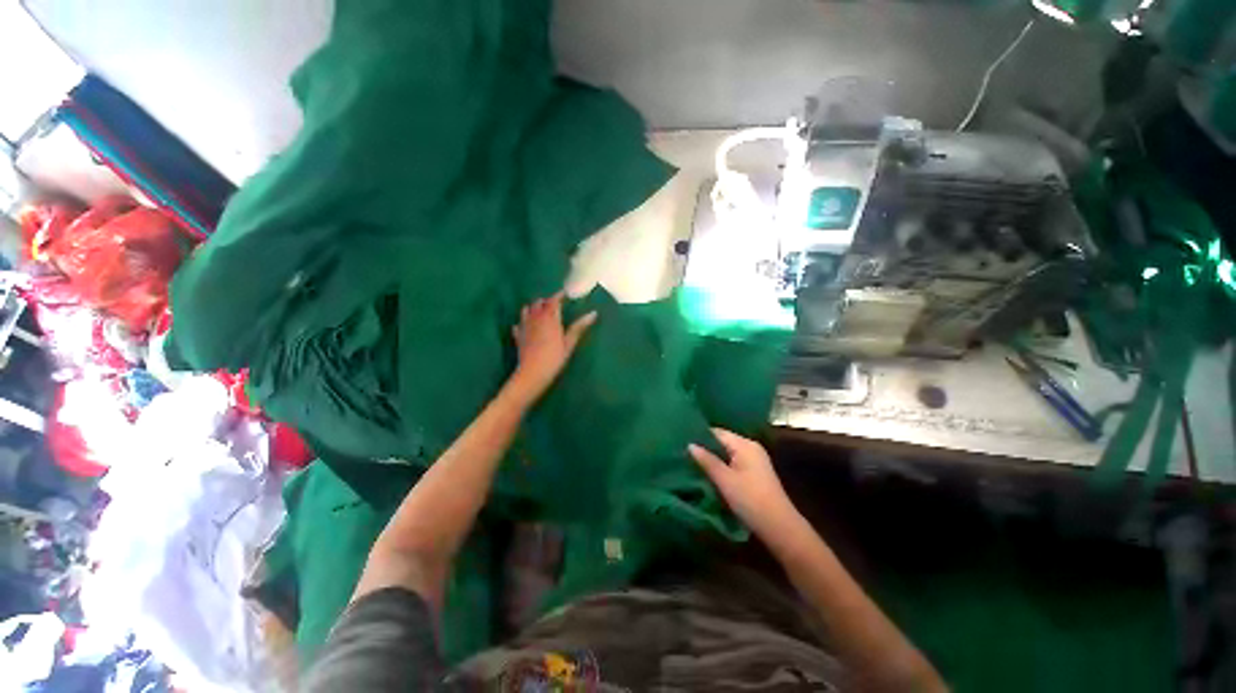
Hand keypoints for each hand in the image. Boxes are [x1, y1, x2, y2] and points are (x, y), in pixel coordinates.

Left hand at [510, 292, 596, 401]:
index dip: (559, 295)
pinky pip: (519, 324)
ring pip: (526, 310)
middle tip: (555, 305)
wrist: (532, 373)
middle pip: (539, 303)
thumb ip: (579, 327)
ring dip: (534, 308)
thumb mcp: (569, 343)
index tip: (566, 293)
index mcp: (549, 318)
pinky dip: (523, 322)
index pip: (553, 301)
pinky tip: (527, 327)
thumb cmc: (554, 358)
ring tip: (541, 312)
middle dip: (547, 301)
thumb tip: (593, 313)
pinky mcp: (518, 336)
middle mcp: (535, 318)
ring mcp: (525, 326)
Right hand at [689, 428, 799, 538]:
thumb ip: (707, 460)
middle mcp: (751, 447)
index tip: (681, 441)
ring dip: (712, 458)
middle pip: (722, 441)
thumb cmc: (750, 500)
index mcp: (745, 444)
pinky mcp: (755, 473)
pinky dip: (721, 466)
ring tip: (691, 462)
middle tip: (683, 453)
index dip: (699, 436)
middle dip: (705, 447)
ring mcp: (754, 460)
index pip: (717, 432)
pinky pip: (733, 462)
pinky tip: (708, 473)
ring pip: (727, 453)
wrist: (780, 527)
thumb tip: (690, 444)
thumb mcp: (724, 480)